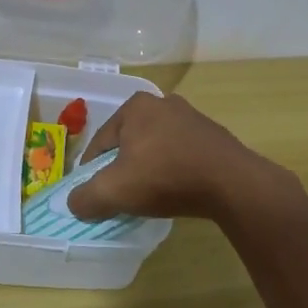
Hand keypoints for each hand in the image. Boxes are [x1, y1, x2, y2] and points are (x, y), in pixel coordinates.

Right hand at [65, 92, 290, 224]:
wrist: (232, 184)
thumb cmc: (165, 177)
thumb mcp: (113, 191)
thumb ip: (85, 198)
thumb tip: (75, 204)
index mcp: (135, 107)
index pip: (100, 142)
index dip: (91, 172)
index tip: (92, 195)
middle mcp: (162, 104)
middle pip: (128, 143)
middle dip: (121, 169)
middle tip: (120, 196)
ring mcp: (191, 118)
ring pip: (155, 148)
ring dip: (148, 170)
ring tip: (148, 196)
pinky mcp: (212, 137)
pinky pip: (180, 155)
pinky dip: (172, 171)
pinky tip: (175, 191)